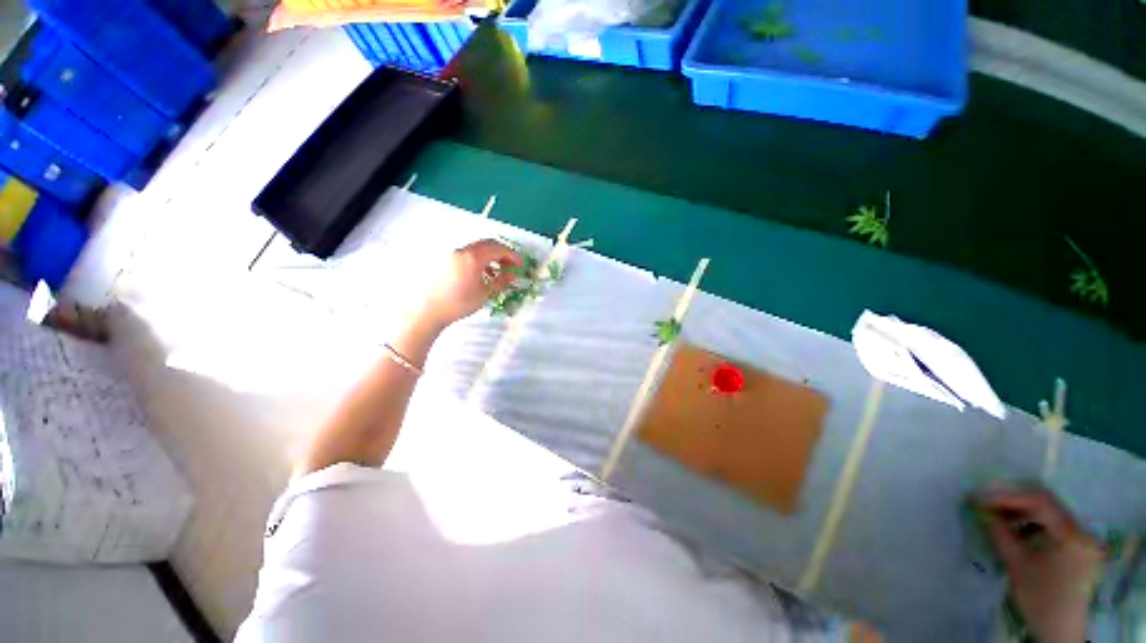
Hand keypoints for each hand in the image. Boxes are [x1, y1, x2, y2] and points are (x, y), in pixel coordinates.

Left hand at [417, 240, 520, 327]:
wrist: (429, 311)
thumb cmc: (459, 303)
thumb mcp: (484, 294)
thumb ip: (500, 282)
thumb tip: (512, 276)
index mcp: (473, 257)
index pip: (498, 249)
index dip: (512, 255)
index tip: (520, 264)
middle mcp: (463, 251)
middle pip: (488, 244)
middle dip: (502, 253)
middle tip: (511, 265)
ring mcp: (453, 254)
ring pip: (478, 249)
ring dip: (491, 256)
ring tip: (498, 272)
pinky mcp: (447, 260)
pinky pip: (468, 254)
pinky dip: (480, 260)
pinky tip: (483, 274)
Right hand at [978, 489, 1102, 642]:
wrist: (1060, 631)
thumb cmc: (1039, 598)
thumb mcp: (1017, 565)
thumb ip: (1000, 533)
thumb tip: (980, 509)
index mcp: (1073, 535)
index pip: (1041, 501)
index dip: (1010, 496)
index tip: (982, 498)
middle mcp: (1083, 531)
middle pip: (1048, 505)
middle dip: (1015, 502)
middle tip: (987, 504)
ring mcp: (1084, 539)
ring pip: (1051, 514)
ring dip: (1023, 513)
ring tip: (998, 517)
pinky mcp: (1079, 548)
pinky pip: (1055, 526)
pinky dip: (1033, 524)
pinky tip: (1017, 532)